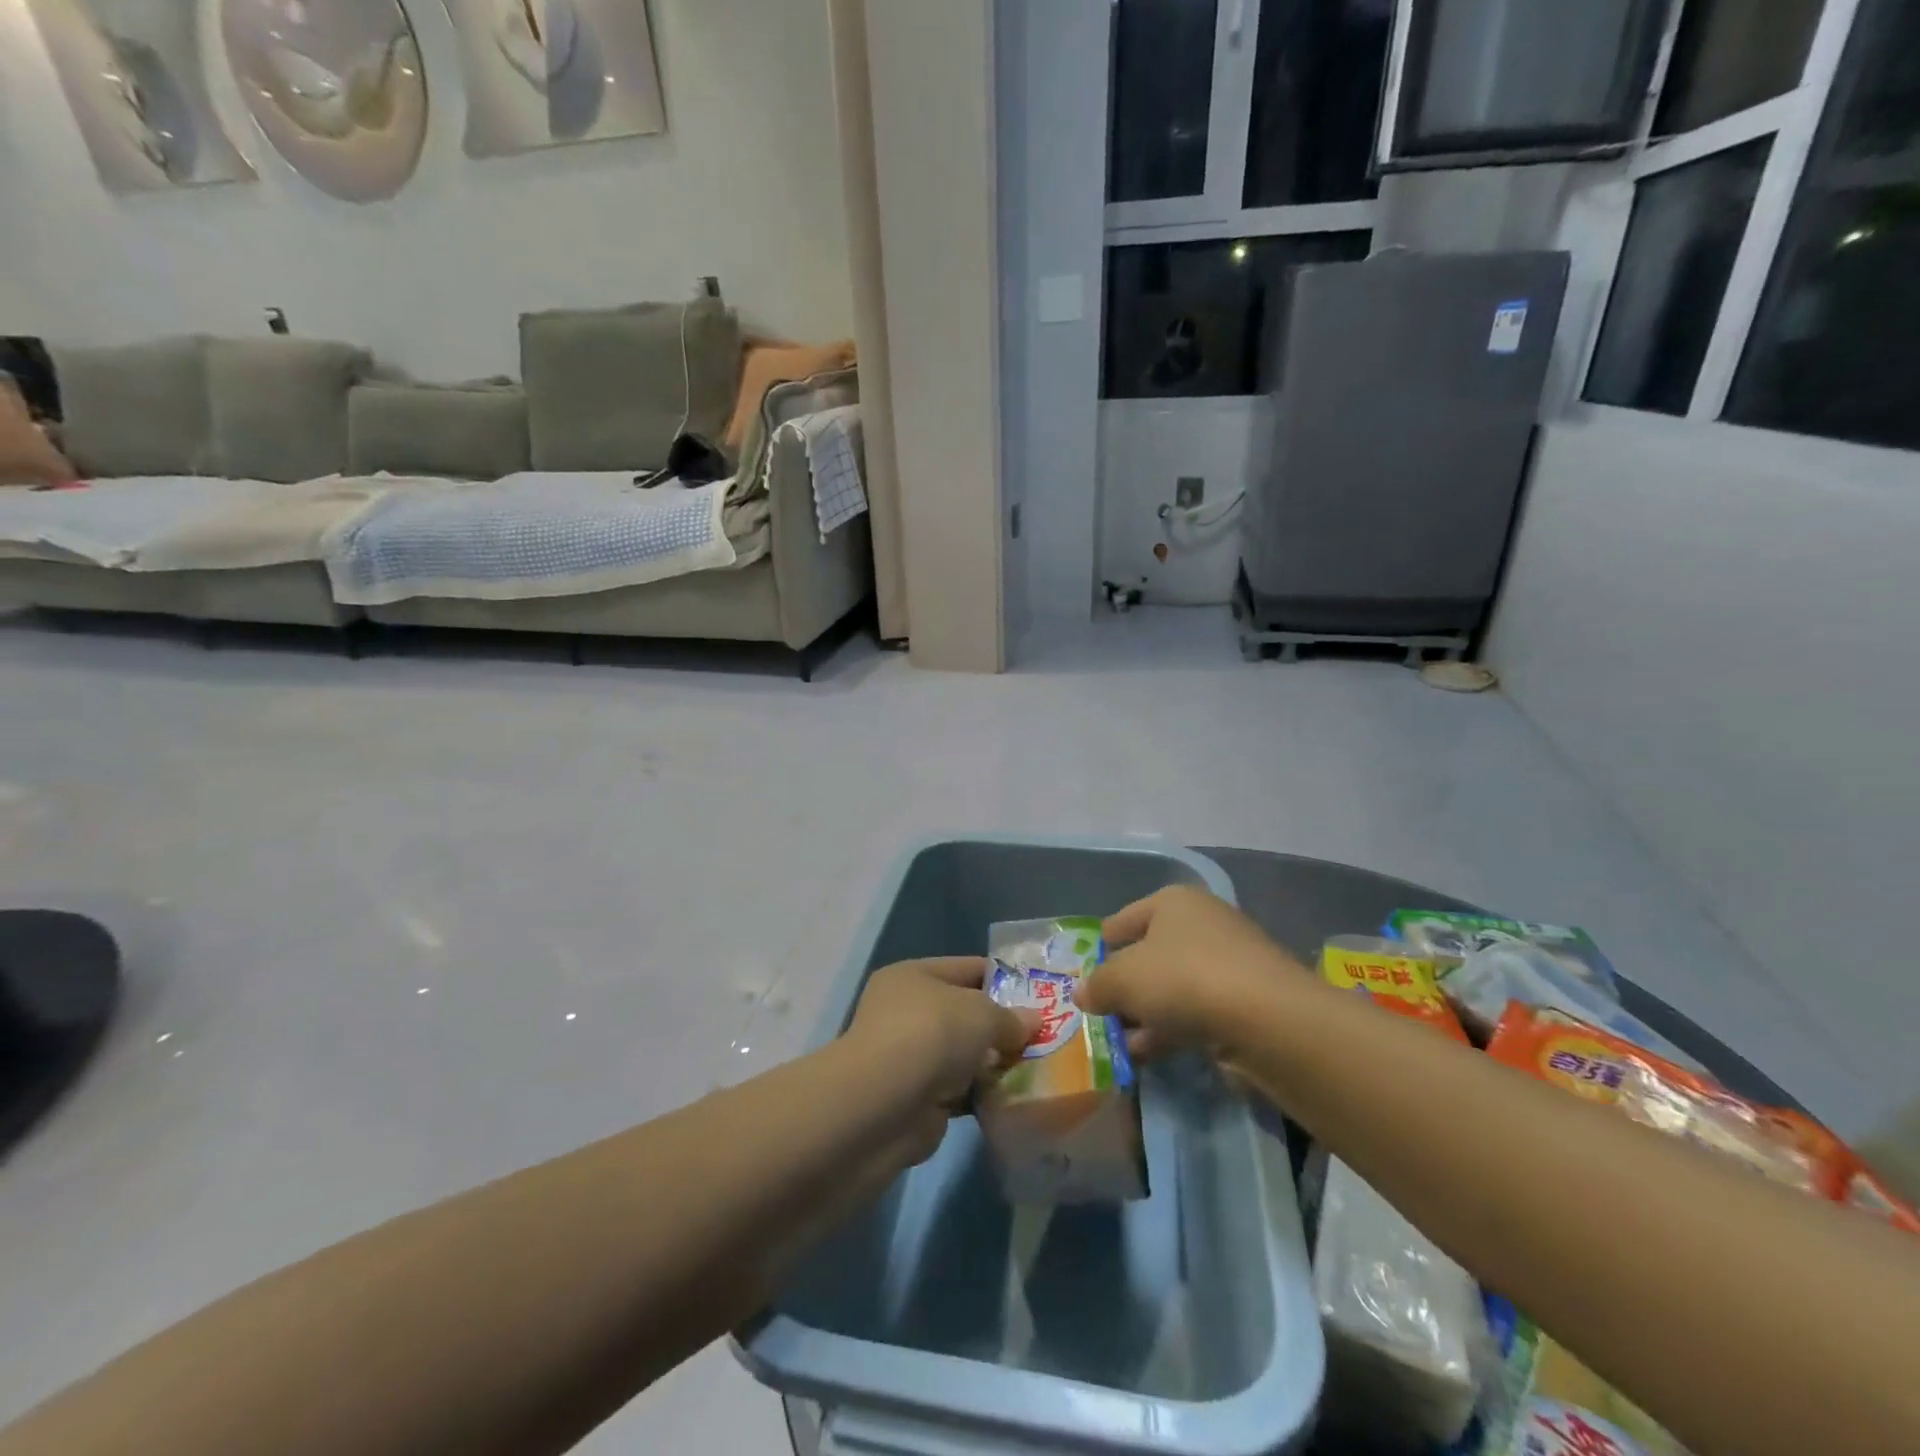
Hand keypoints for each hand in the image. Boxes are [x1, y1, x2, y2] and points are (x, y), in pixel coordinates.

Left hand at [844, 958, 1039, 1157]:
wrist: (884, 1106)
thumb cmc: (931, 1035)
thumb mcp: (980, 1014)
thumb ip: (1010, 1017)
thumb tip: (1033, 1021)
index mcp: (913, 976)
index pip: (966, 968)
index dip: (1003, 977)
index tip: (1040, 991)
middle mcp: (908, 1012)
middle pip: (965, 1013)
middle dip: (1002, 1025)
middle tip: (1046, 1033)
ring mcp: (911, 1057)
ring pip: (965, 1055)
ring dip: (995, 1063)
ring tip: (1040, 1066)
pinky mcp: (919, 1099)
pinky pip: (962, 1090)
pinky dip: (984, 1093)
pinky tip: (1016, 1097)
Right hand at [1076, 886, 1306, 1061]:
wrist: (1269, 1020)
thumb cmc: (1184, 978)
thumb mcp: (1123, 979)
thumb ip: (1097, 985)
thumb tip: (1082, 993)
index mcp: (1172, 902)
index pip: (1122, 920)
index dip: (1101, 948)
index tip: (1085, 978)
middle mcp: (1202, 923)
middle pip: (1149, 955)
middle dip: (1125, 988)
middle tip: (1100, 1016)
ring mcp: (1228, 963)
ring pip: (1173, 988)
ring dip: (1146, 1016)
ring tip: (1119, 1045)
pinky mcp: (1246, 1001)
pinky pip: (1196, 1013)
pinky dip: (1172, 1031)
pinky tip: (1149, 1057)